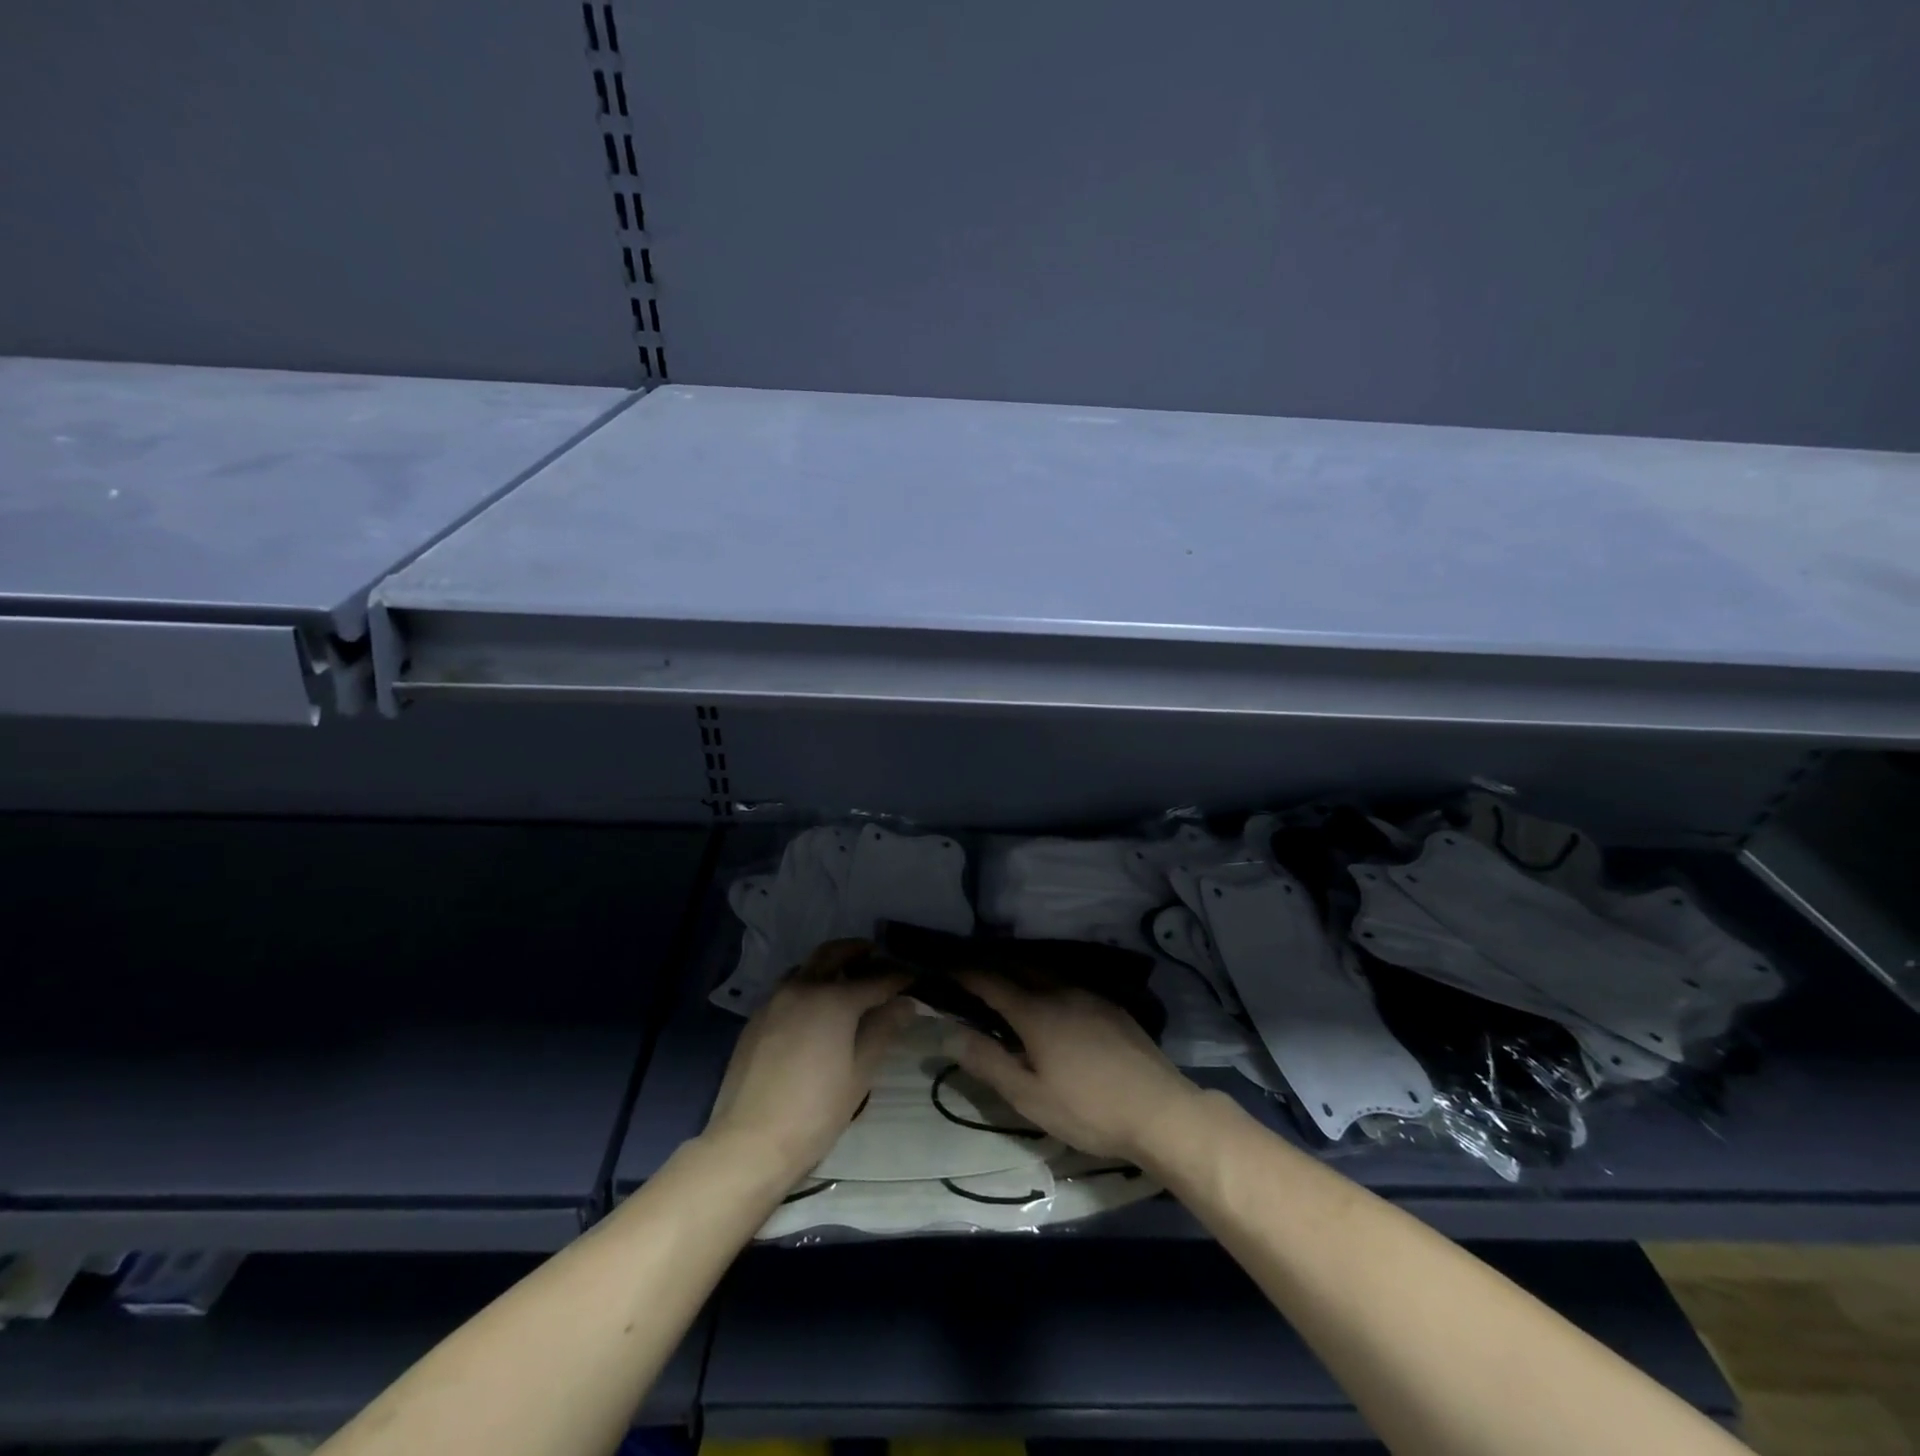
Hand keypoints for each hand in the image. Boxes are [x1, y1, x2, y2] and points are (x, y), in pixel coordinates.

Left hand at [704, 939, 913, 1181]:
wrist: (750, 1141)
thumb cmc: (816, 1110)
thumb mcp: (860, 1072)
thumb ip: (883, 1029)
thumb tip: (905, 1003)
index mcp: (834, 999)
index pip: (876, 979)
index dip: (898, 978)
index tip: (913, 978)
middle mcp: (803, 987)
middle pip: (833, 953)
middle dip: (857, 950)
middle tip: (876, 957)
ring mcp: (775, 1000)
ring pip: (806, 966)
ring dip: (829, 964)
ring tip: (846, 980)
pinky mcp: (756, 1017)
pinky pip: (787, 987)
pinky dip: (807, 984)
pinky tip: (815, 1009)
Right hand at [946, 973, 1205, 1162]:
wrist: (1160, 1111)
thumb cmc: (1088, 1109)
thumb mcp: (1029, 1096)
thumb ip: (988, 1061)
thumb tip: (949, 1031)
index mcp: (1035, 1011)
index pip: (991, 981)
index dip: (965, 973)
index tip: (944, 967)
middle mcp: (1061, 991)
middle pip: (1018, 967)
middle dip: (992, 967)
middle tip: (971, 975)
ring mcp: (1090, 996)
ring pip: (1046, 973)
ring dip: (1020, 973)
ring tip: (1006, 985)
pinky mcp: (1112, 1007)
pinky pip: (1069, 983)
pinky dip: (1047, 984)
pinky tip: (1051, 1003)